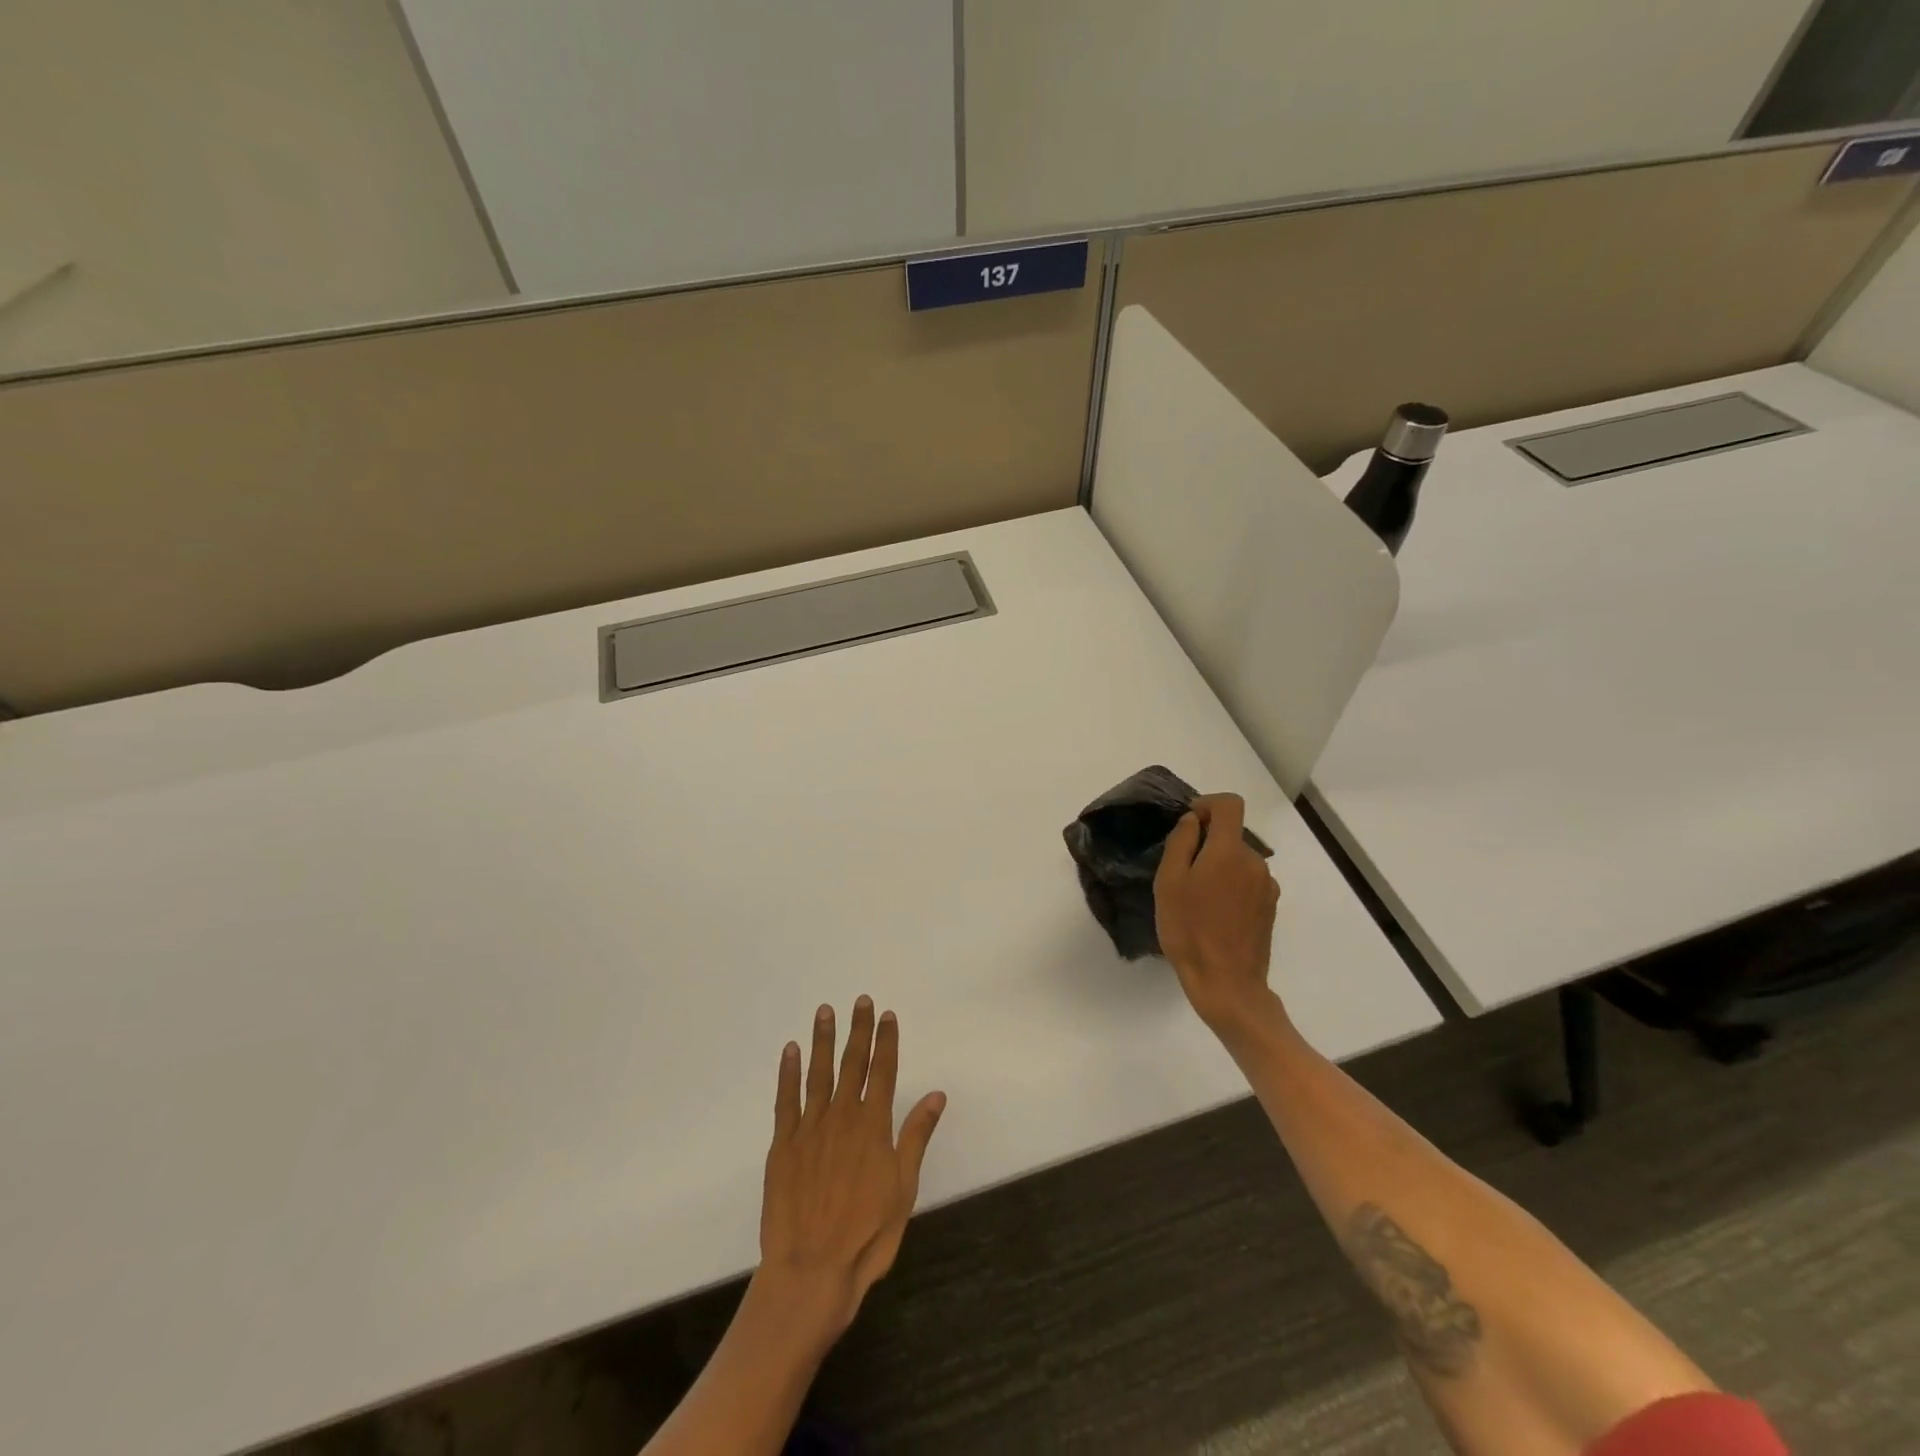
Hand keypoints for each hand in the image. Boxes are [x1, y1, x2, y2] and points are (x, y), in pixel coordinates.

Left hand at [757, 997, 945, 1341]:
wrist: (811, 1271)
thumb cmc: (867, 1235)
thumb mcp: (903, 1189)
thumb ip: (916, 1137)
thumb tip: (937, 1095)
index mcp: (874, 1126)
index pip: (883, 1071)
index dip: (886, 1041)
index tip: (886, 1015)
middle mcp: (843, 1117)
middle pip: (853, 1064)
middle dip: (858, 1030)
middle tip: (859, 1000)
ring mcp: (810, 1129)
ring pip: (819, 1073)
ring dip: (823, 1041)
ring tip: (825, 1012)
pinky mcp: (783, 1145)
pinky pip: (786, 1100)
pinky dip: (788, 1073)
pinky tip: (790, 1051)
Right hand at [1154, 794, 1283, 1034]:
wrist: (1227, 984)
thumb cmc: (1189, 930)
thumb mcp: (1169, 882)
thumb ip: (1181, 842)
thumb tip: (1193, 821)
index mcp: (1230, 851)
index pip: (1230, 805)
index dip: (1207, 804)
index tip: (1189, 823)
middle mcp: (1256, 862)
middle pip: (1232, 835)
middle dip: (1207, 843)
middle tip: (1180, 871)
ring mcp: (1267, 886)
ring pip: (1239, 860)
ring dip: (1218, 867)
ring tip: (1196, 898)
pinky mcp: (1270, 908)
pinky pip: (1248, 882)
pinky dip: (1230, 886)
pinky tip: (1214, 913)